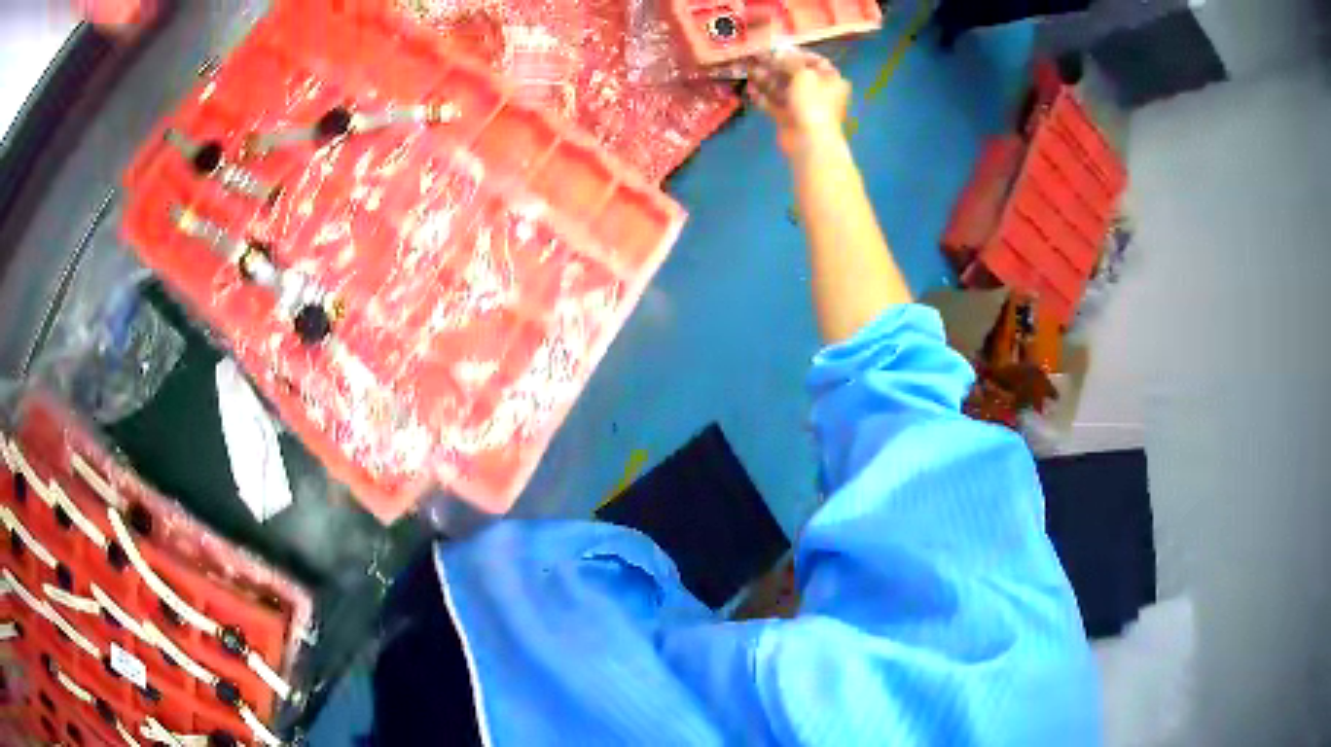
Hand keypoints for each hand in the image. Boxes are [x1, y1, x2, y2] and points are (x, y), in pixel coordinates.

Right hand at [748, 50, 850, 154]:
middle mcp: (820, 92)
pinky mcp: (789, 119)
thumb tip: (779, 52)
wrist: (809, 141)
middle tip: (757, 57)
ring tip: (750, 71)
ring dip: (766, 79)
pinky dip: (763, 97)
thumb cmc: (813, 103)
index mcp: (832, 80)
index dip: (798, 54)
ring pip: (783, 89)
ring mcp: (804, 107)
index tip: (779, 49)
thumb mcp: (803, 74)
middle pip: (796, 75)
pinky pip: (775, 104)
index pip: (817, 62)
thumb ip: (790, 61)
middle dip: (776, 66)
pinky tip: (750, 89)